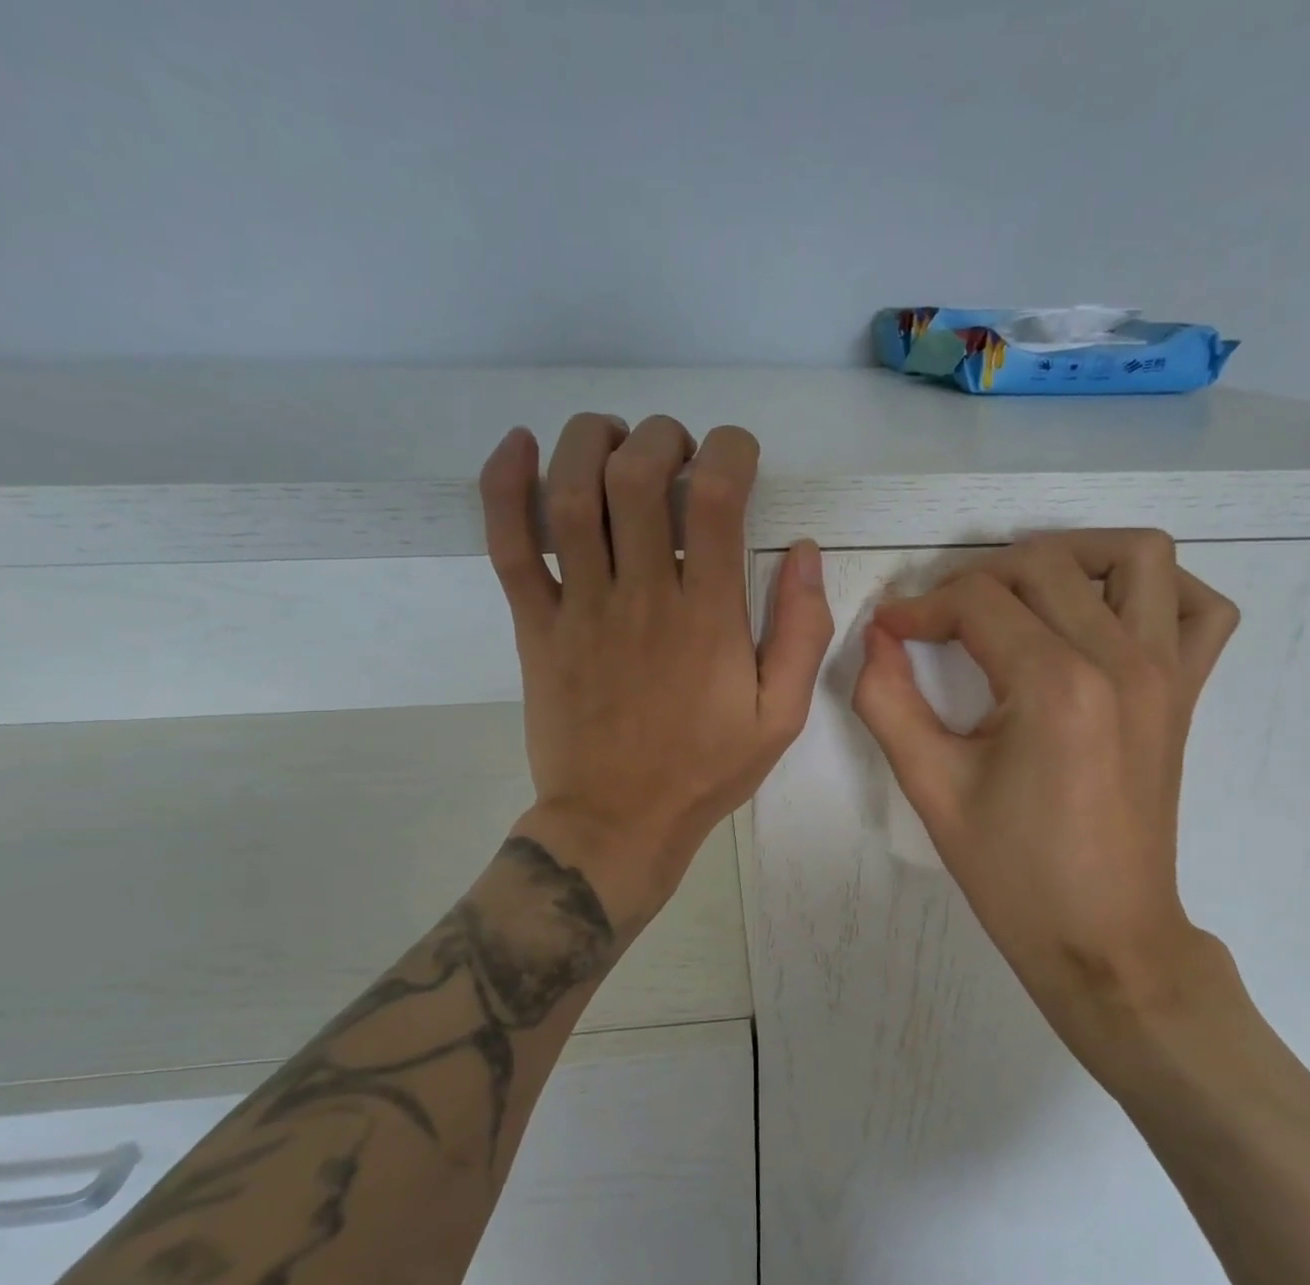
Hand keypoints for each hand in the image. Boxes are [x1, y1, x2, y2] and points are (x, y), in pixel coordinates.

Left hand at [479, 413, 833, 931]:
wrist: (617, 823)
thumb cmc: (705, 771)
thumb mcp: (780, 716)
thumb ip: (801, 633)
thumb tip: (805, 553)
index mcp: (708, 618)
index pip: (716, 499)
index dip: (729, 451)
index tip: (737, 455)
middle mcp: (642, 597)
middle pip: (637, 477)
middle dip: (661, 437)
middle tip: (676, 451)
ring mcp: (580, 609)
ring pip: (570, 495)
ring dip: (590, 442)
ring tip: (613, 439)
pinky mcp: (535, 626)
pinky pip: (508, 545)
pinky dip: (505, 486)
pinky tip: (519, 445)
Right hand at [852, 530, 1245, 1068]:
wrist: (1103, 940)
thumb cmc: (1013, 874)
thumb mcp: (931, 789)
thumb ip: (888, 702)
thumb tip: (876, 637)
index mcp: (1054, 687)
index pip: (977, 602)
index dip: (919, 606)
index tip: (888, 629)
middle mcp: (1121, 661)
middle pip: (1042, 566)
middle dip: (975, 580)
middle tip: (939, 623)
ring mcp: (1166, 672)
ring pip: (1134, 556)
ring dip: (1070, 558)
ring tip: (1021, 596)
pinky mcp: (1186, 693)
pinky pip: (1201, 607)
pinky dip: (1156, 591)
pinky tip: (1104, 616)